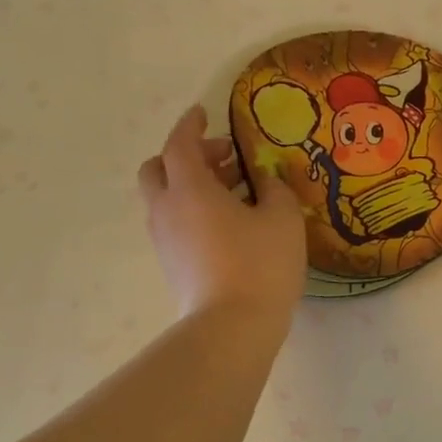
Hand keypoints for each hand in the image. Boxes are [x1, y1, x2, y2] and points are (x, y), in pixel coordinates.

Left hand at [139, 106, 305, 323]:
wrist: (231, 328)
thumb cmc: (260, 264)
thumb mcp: (283, 218)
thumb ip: (274, 189)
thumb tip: (264, 181)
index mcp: (189, 188)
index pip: (179, 144)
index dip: (191, 125)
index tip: (203, 113)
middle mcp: (167, 209)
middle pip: (158, 169)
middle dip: (187, 157)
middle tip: (223, 160)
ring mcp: (164, 240)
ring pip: (167, 199)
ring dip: (193, 186)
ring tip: (236, 193)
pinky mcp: (172, 265)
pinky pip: (176, 224)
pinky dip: (195, 211)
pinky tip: (230, 224)